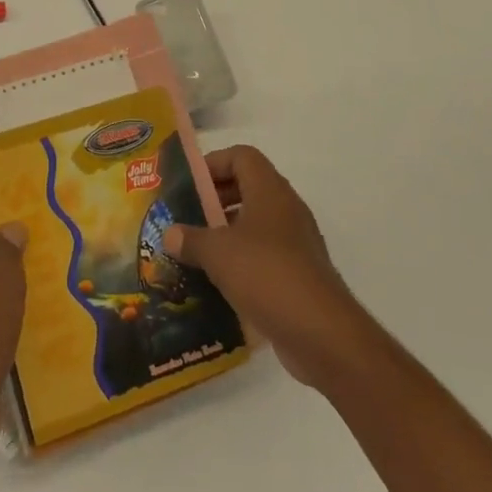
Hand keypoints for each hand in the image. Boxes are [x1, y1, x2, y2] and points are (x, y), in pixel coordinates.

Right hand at [162, 144, 363, 388]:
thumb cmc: (267, 275)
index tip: (189, 184)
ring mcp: (297, 243)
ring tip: (196, 251)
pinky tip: (218, 283)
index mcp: (270, 191)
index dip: (214, 163)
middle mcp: (286, 209)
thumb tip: (169, 234)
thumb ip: (191, 239)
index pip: (242, 156)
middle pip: (249, 188)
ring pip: (256, 224)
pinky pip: (265, 256)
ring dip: (227, 233)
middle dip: (216, 199)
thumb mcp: (218, 253)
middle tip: (187, 216)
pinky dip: (242, 262)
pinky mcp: (300, 275)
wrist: (322, 334)